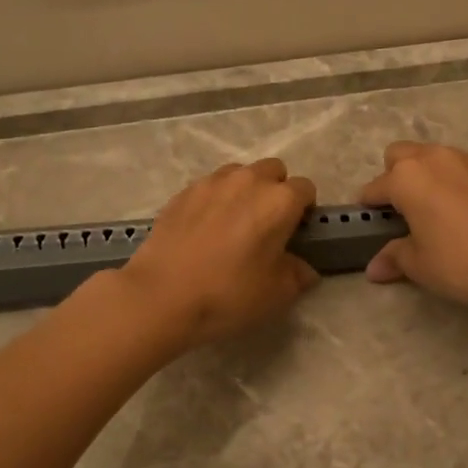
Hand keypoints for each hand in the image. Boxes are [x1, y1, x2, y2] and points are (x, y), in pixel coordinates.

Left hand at [117, 158, 318, 350]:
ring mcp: (212, 182)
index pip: (305, 189)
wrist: (161, 296)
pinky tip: (205, 229)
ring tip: (234, 223)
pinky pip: (209, 186)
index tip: (295, 233)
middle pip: (273, 171)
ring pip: (240, 174)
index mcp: (279, 201)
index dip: (304, 210)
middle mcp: (249, 181)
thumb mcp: (276, 294)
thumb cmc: (229, 294)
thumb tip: (303, 268)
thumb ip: (297, 275)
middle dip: (275, 191)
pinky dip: (215, 200)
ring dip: (245, 190)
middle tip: (266, 225)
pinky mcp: (183, 192)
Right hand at [358, 143, 467, 310]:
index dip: (368, 206)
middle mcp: (433, 158)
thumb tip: (374, 268)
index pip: (375, 188)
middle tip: (401, 211)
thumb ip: (394, 258)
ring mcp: (465, 160)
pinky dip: (451, 180)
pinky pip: (458, 166)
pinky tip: (461, 210)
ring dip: (423, 175)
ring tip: (431, 209)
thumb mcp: (420, 265)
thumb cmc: (462, 262)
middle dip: (393, 177)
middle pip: (399, 155)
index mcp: (407, 177)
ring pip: (431, 156)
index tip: (369, 223)